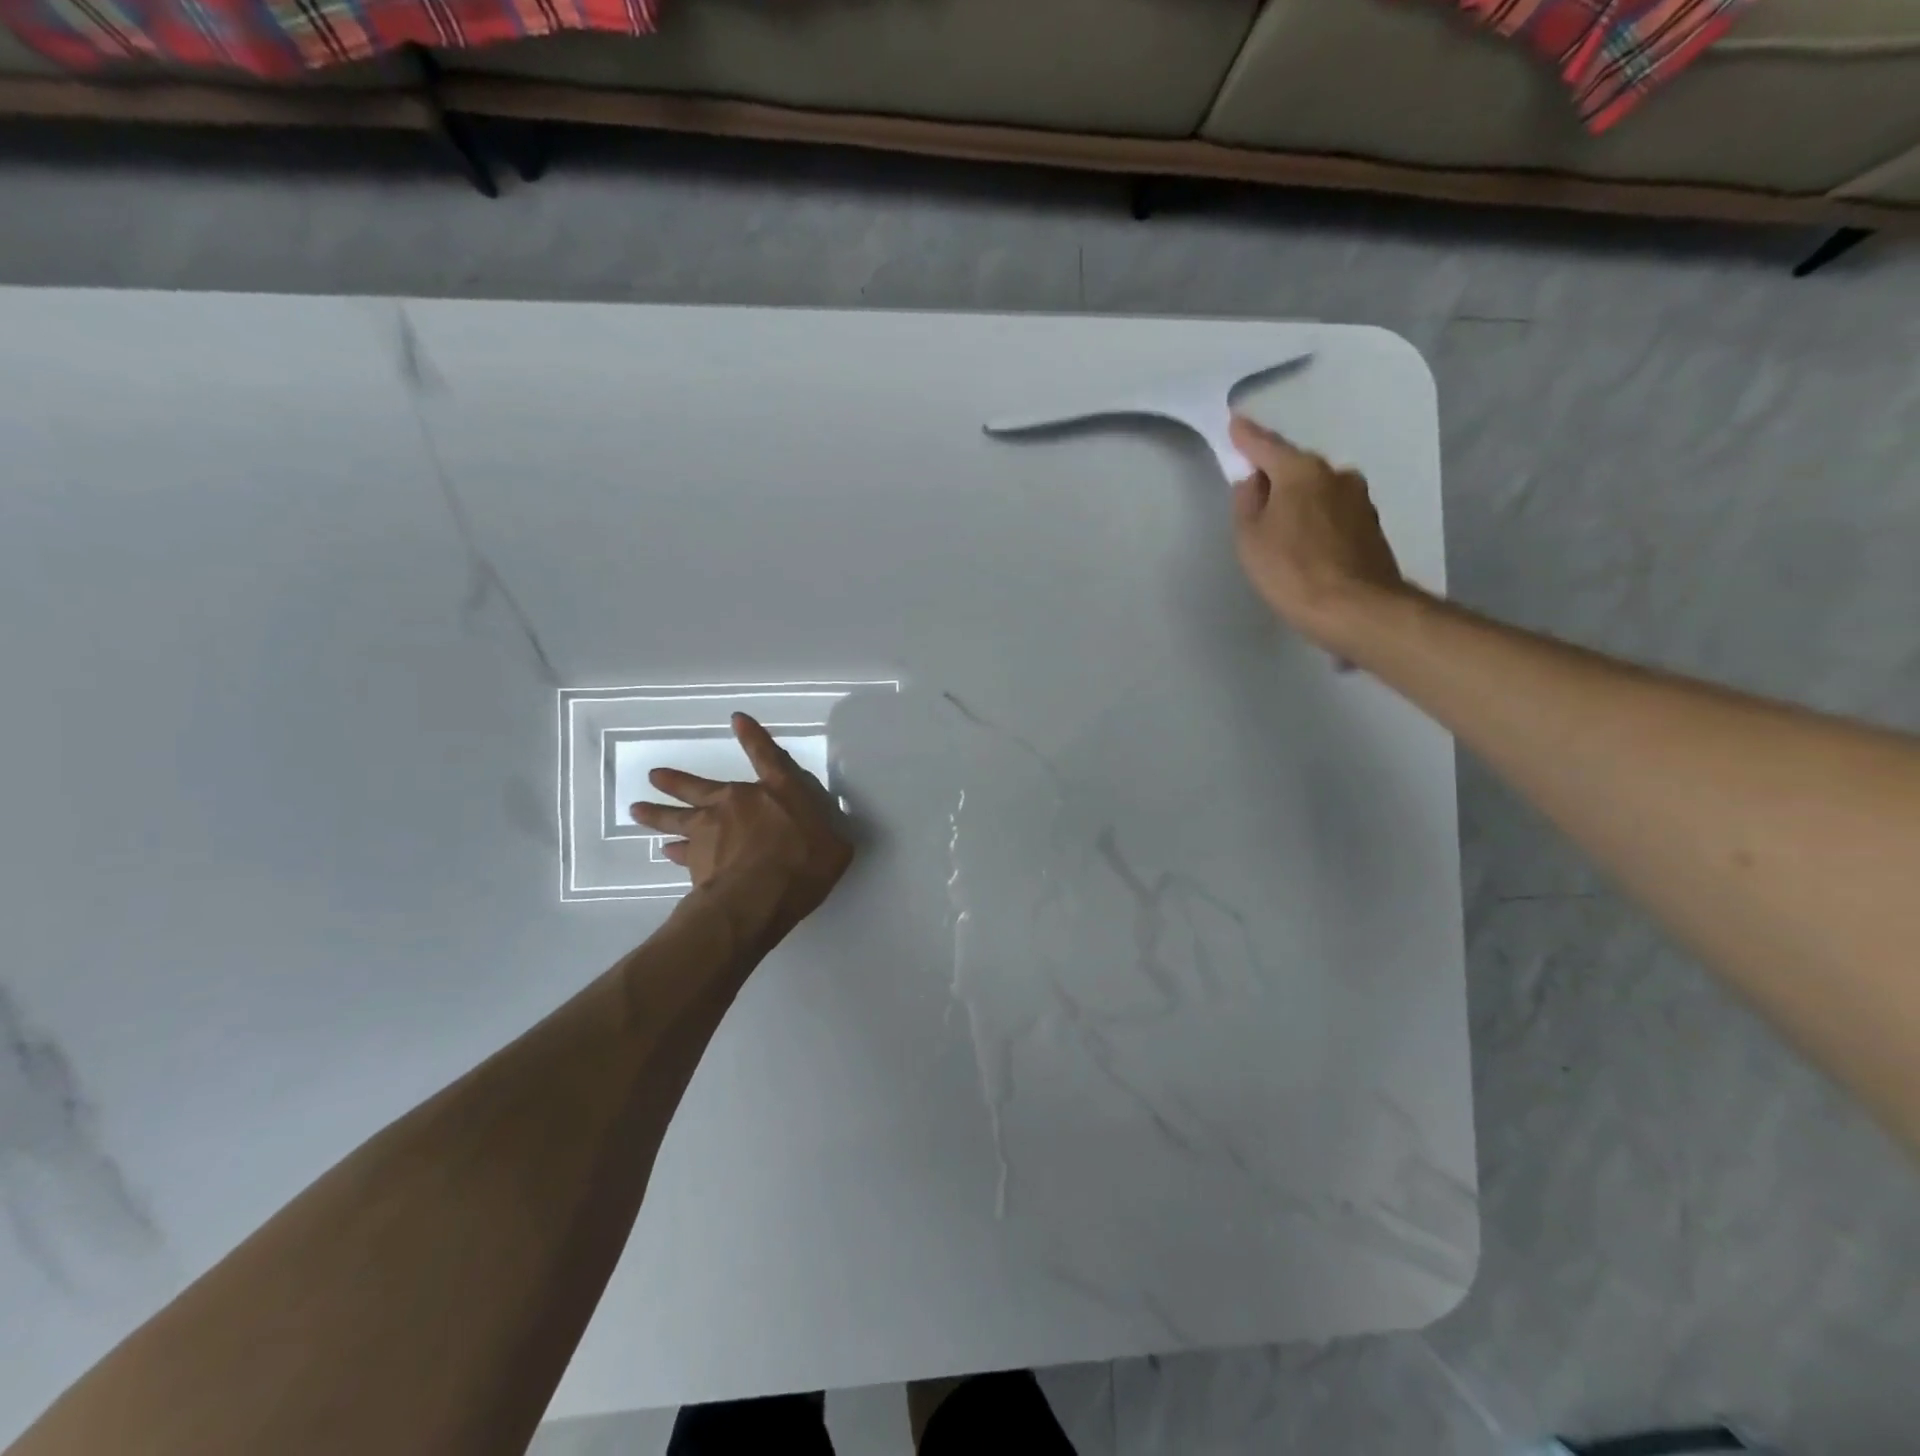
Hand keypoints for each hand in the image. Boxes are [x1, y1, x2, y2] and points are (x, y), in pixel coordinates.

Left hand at [631, 713, 853, 927]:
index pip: (766, 755)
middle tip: (654, 775)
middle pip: (699, 786)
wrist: (758, 897)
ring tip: (637, 809)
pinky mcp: (695, 860)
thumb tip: (828, 834)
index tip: (737, 719)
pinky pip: (680, 852)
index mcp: (778, 790)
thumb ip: (829, 833)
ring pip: (676, 817)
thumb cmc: (804, 864)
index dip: (753, 736)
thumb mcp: (835, 846)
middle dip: (676, 781)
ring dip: (657, 813)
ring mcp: (711, 830)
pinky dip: (673, 851)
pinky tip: (664, 851)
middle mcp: (738, 801)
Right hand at [1229, 414, 1410, 651]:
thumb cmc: (1292, 570)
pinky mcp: (1371, 527)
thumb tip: (1254, 481)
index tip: (1235, 423)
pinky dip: (1317, 522)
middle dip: (1276, 477)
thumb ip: (1247, 503)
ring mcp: (1359, 500)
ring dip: (1300, 502)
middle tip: (1255, 495)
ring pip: (1319, 492)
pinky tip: (1307, 546)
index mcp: (1302, 471)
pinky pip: (1333, 514)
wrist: (1356, 608)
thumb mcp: (1250, 538)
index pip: (1267, 446)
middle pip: (1297, 468)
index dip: (1247, 437)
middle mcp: (1336, 475)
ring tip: (1282, 530)